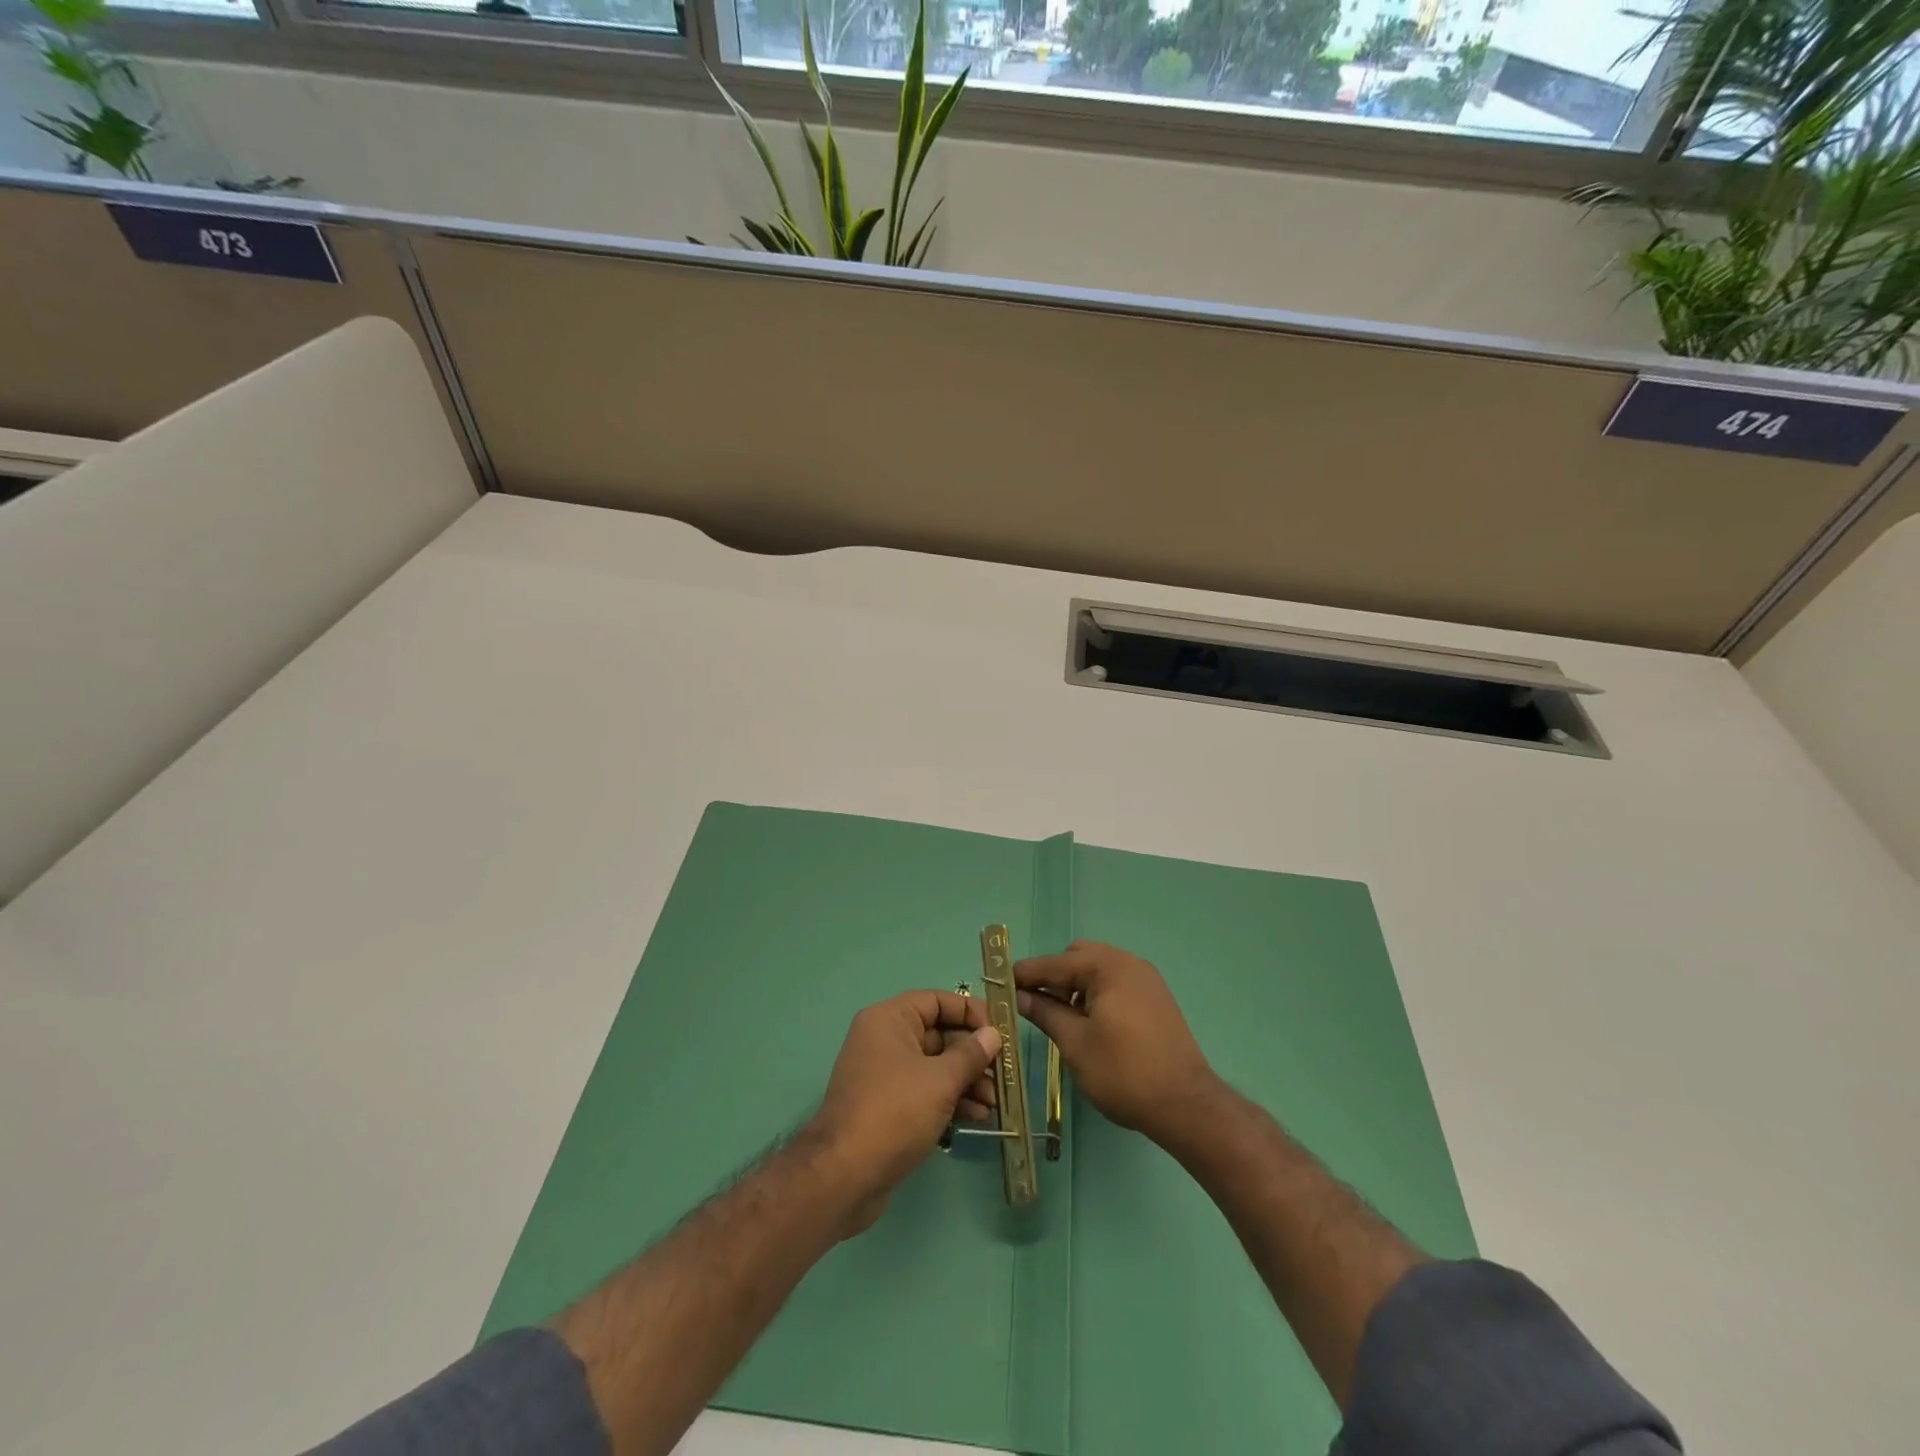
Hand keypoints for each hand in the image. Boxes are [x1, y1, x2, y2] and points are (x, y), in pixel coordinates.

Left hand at [807, 990, 1001, 1235]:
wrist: (844, 1176)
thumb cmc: (894, 1112)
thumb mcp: (940, 1080)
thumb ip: (970, 1055)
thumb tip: (992, 1034)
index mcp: (890, 1020)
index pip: (937, 1001)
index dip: (970, 1012)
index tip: (1000, 1032)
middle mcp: (884, 1040)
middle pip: (939, 1035)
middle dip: (974, 1055)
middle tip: (1003, 1074)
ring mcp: (885, 1075)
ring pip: (935, 1067)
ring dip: (967, 1081)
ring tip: (995, 1103)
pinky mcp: (888, 1106)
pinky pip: (926, 1091)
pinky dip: (951, 1099)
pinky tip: (977, 1117)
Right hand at [1016, 941, 1219, 1146]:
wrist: (1186, 1105)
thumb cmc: (1124, 1073)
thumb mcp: (1075, 1043)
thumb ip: (1045, 1012)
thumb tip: (1019, 996)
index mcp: (1108, 967)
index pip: (1055, 962)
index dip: (1025, 974)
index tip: (999, 984)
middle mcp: (1128, 963)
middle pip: (1078, 957)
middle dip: (1053, 977)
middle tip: (1034, 1004)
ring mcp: (1146, 979)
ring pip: (1098, 970)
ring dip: (1074, 986)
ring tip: (1060, 1017)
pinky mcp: (1156, 998)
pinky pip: (1116, 983)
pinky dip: (1096, 993)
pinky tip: (1089, 1022)